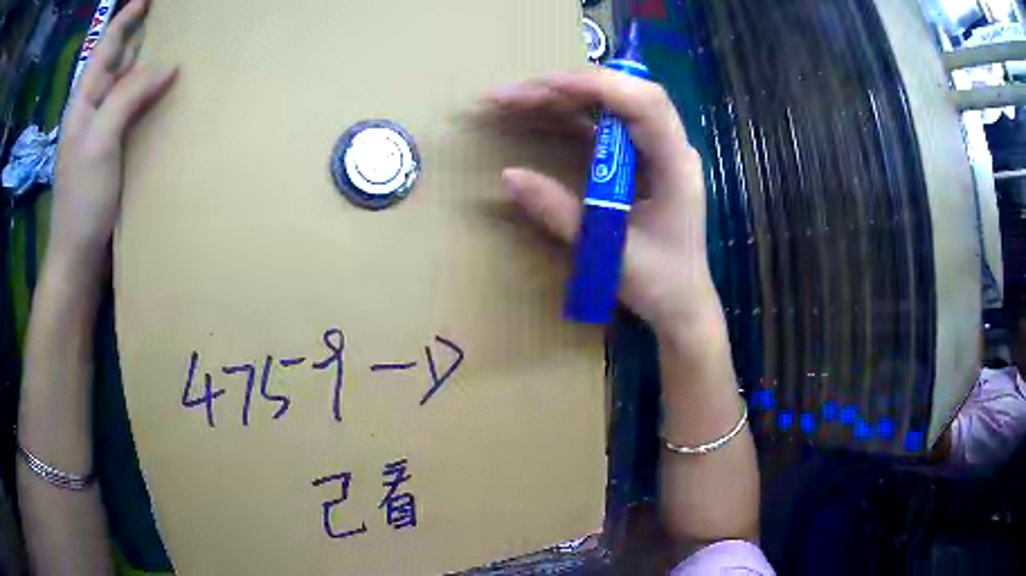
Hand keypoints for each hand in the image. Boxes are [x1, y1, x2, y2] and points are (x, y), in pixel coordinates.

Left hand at [50, 0, 175, 276]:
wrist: (79, 255)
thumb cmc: (82, 200)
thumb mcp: (98, 142)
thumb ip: (127, 96)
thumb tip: (167, 64)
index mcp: (84, 101)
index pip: (105, 47)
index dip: (125, 19)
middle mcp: (93, 109)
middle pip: (116, 60)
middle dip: (138, 35)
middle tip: (167, 18)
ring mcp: (103, 131)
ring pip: (126, 84)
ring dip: (146, 64)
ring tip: (172, 45)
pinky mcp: (114, 150)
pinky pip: (133, 109)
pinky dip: (149, 94)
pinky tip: (165, 91)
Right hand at [489, 68, 720, 331]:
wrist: (683, 304)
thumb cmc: (660, 283)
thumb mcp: (608, 251)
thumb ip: (561, 213)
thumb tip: (509, 175)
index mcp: (676, 165)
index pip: (645, 104)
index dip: (597, 86)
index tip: (544, 86)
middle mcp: (670, 147)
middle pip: (624, 93)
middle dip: (568, 86)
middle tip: (512, 94)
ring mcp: (656, 150)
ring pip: (612, 103)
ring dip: (564, 96)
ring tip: (514, 99)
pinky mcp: (639, 159)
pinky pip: (605, 124)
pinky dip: (570, 114)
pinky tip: (540, 114)